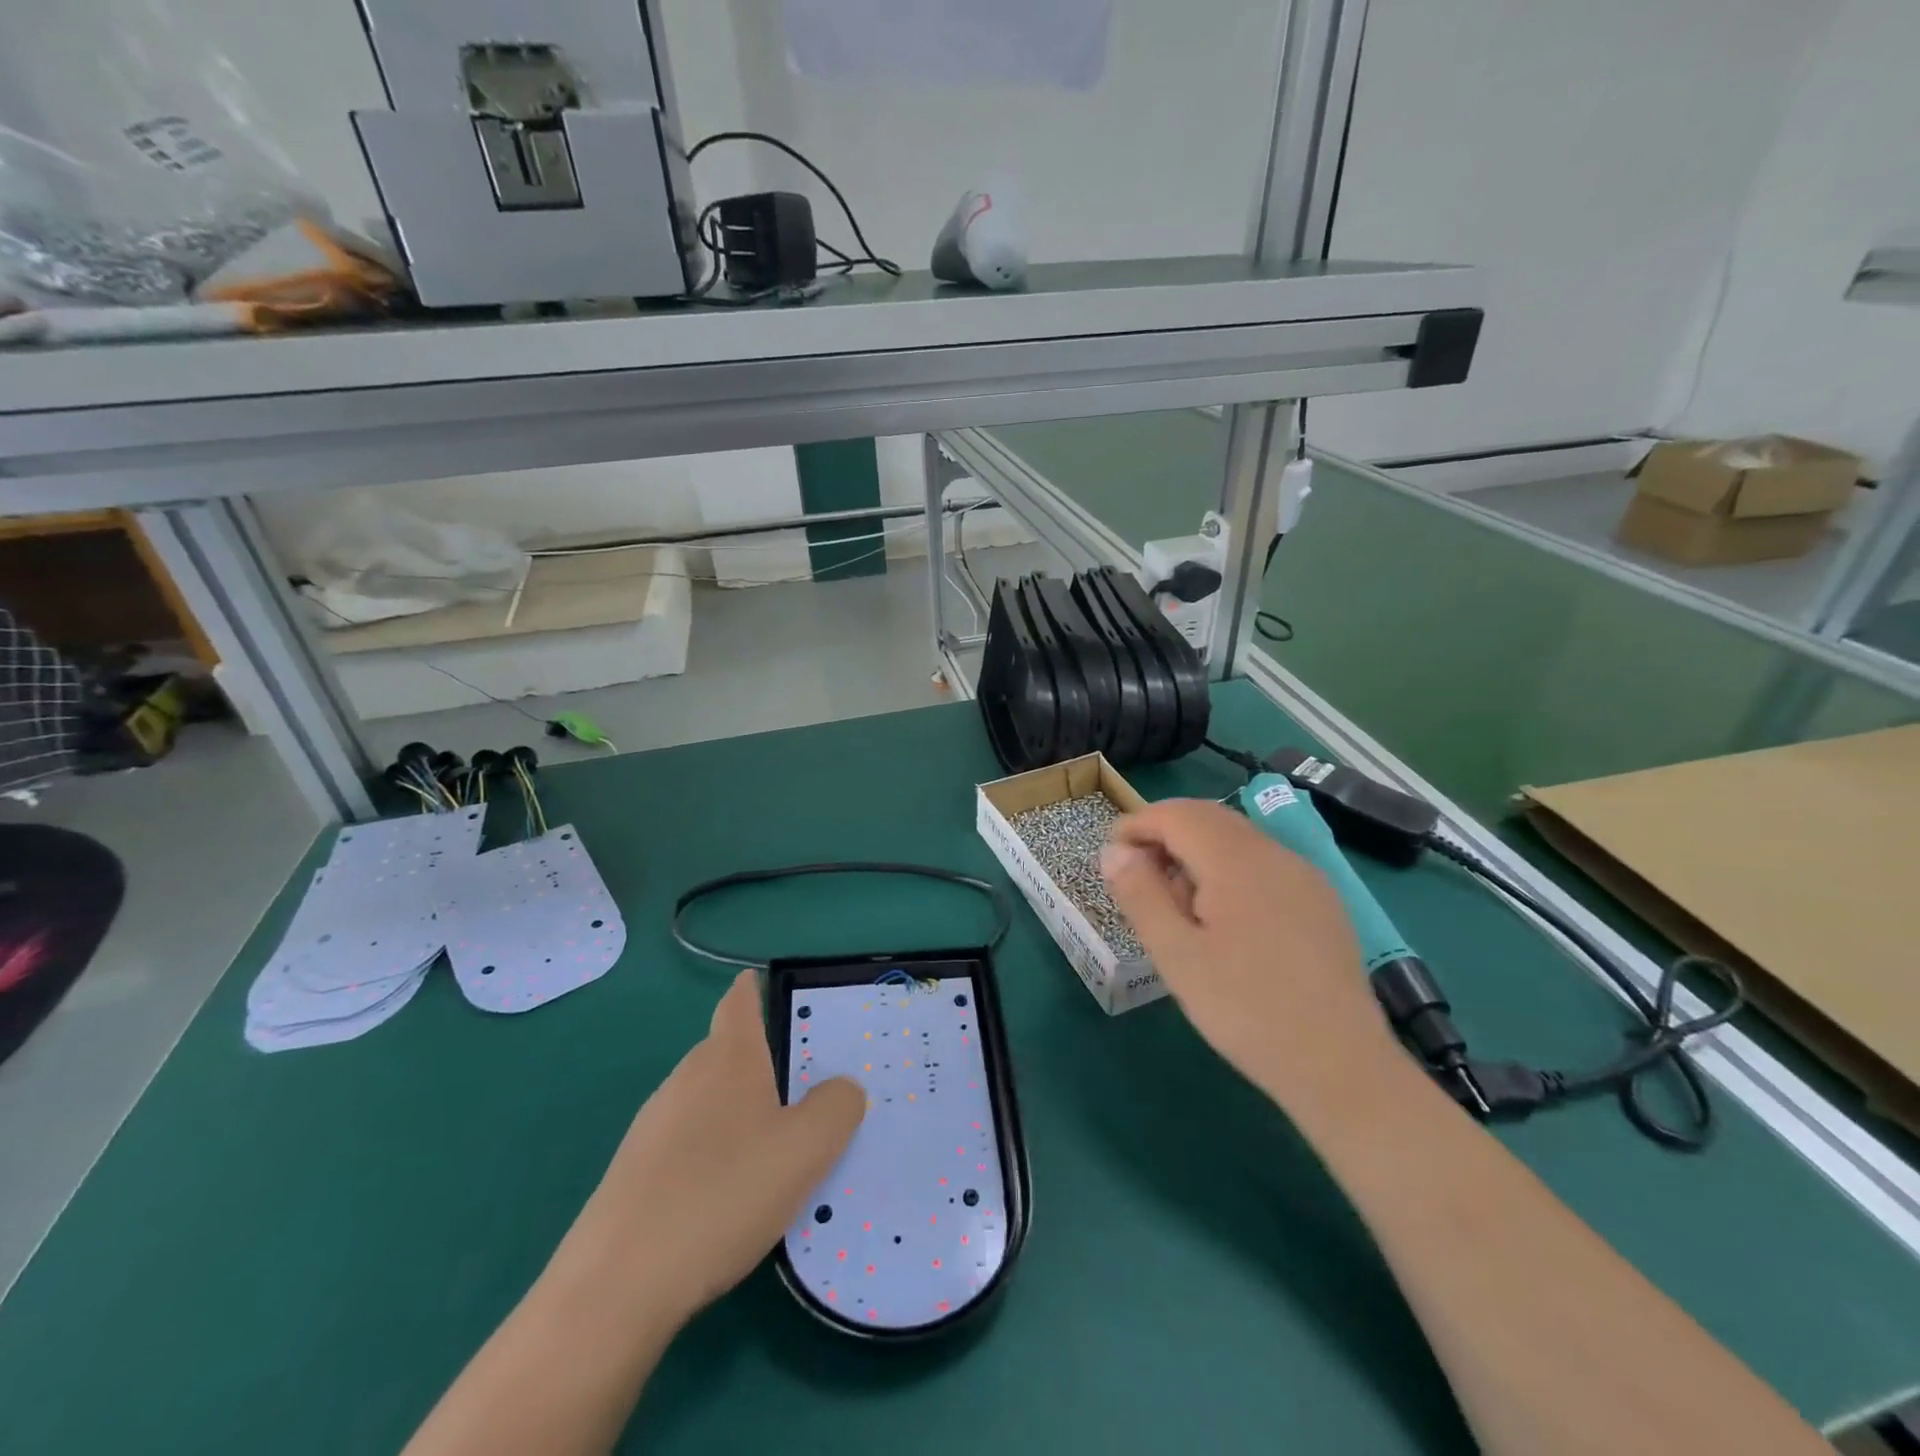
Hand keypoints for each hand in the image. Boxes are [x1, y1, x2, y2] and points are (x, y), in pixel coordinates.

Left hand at [562, 969, 864, 1323]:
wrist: (617, 1287)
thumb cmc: (723, 1194)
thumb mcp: (807, 1148)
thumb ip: (838, 1106)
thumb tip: (841, 1090)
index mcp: (728, 1057)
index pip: (739, 1001)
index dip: (755, 988)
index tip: (774, 989)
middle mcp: (687, 1078)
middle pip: (728, 1051)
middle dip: (763, 1062)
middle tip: (806, 1091)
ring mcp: (653, 1125)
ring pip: (708, 1099)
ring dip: (740, 1112)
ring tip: (775, 1152)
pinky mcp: (634, 1172)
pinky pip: (688, 1142)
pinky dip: (714, 1152)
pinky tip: (730, 1198)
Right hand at [1101, 798, 1402, 1113]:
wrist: (1341, 1067)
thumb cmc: (1246, 1010)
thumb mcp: (1176, 955)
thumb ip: (1141, 894)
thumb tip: (1114, 850)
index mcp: (1236, 861)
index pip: (1176, 815)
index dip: (1137, 824)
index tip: (1110, 854)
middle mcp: (1275, 854)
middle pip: (1209, 817)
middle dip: (1165, 832)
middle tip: (1137, 874)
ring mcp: (1305, 875)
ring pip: (1238, 838)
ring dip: (1197, 850)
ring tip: (1176, 901)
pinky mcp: (1321, 901)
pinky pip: (1264, 863)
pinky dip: (1229, 868)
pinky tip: (1224, 917)